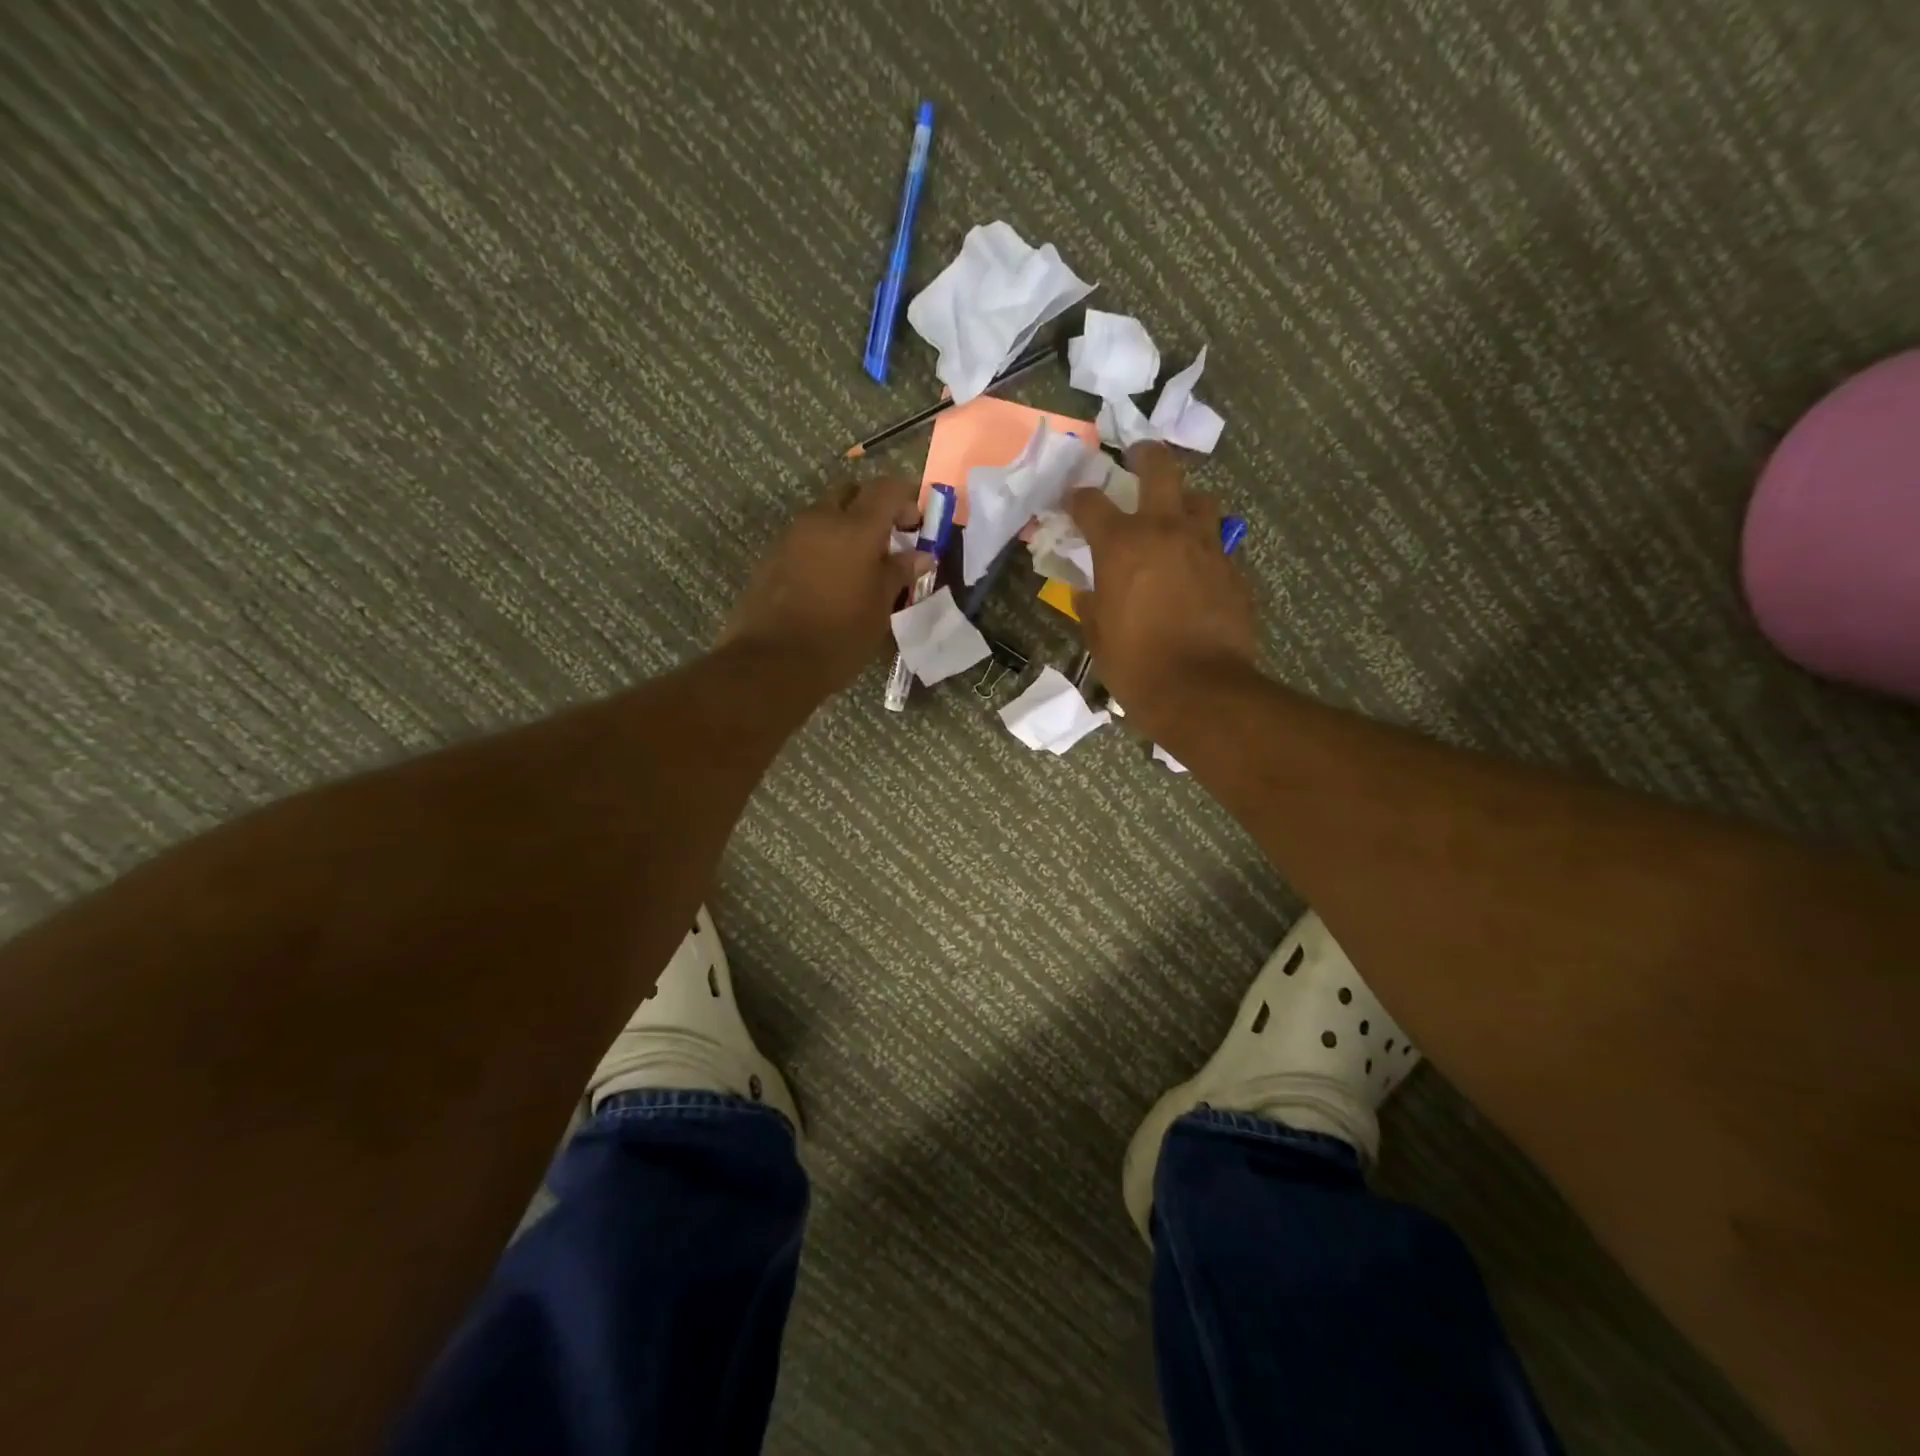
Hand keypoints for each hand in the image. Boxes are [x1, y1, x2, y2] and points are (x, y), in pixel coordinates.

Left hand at [721, 477, 931, 698]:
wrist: (773, 662)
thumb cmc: (839, 636)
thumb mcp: (880, 608)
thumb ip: (899, 573)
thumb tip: (920, 555)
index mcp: (855, 528)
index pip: (887, 488)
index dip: (907, 498)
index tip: (918, 523)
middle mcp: (821, 520)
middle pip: (851, 493)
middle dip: (873, 508)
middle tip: (889, 540)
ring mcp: (792, 536)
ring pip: (826, 515)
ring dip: (846, 528)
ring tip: (861, 566)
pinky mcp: (773, 556)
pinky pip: (806, 538)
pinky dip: (824, 546)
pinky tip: (832, 580)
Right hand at [1068, 443, 1257, 735]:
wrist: (1201, 691)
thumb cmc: (1136, 666)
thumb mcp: (1098, 638)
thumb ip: (1090, 606)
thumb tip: (1086, 591)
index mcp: (1122, 546)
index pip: (1091, 503)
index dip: (1078, 498)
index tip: (1073, 501)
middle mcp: (1166, 531)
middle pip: (1161, 469)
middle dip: (1146, 456)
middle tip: (1138, 457)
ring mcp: (1207, 546)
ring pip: (1200, 499)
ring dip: (1184, 500)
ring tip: (1176, 515)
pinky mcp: (1234, 569)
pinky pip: (1218, 542)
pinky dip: (1204, 544)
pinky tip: (1197, 565)